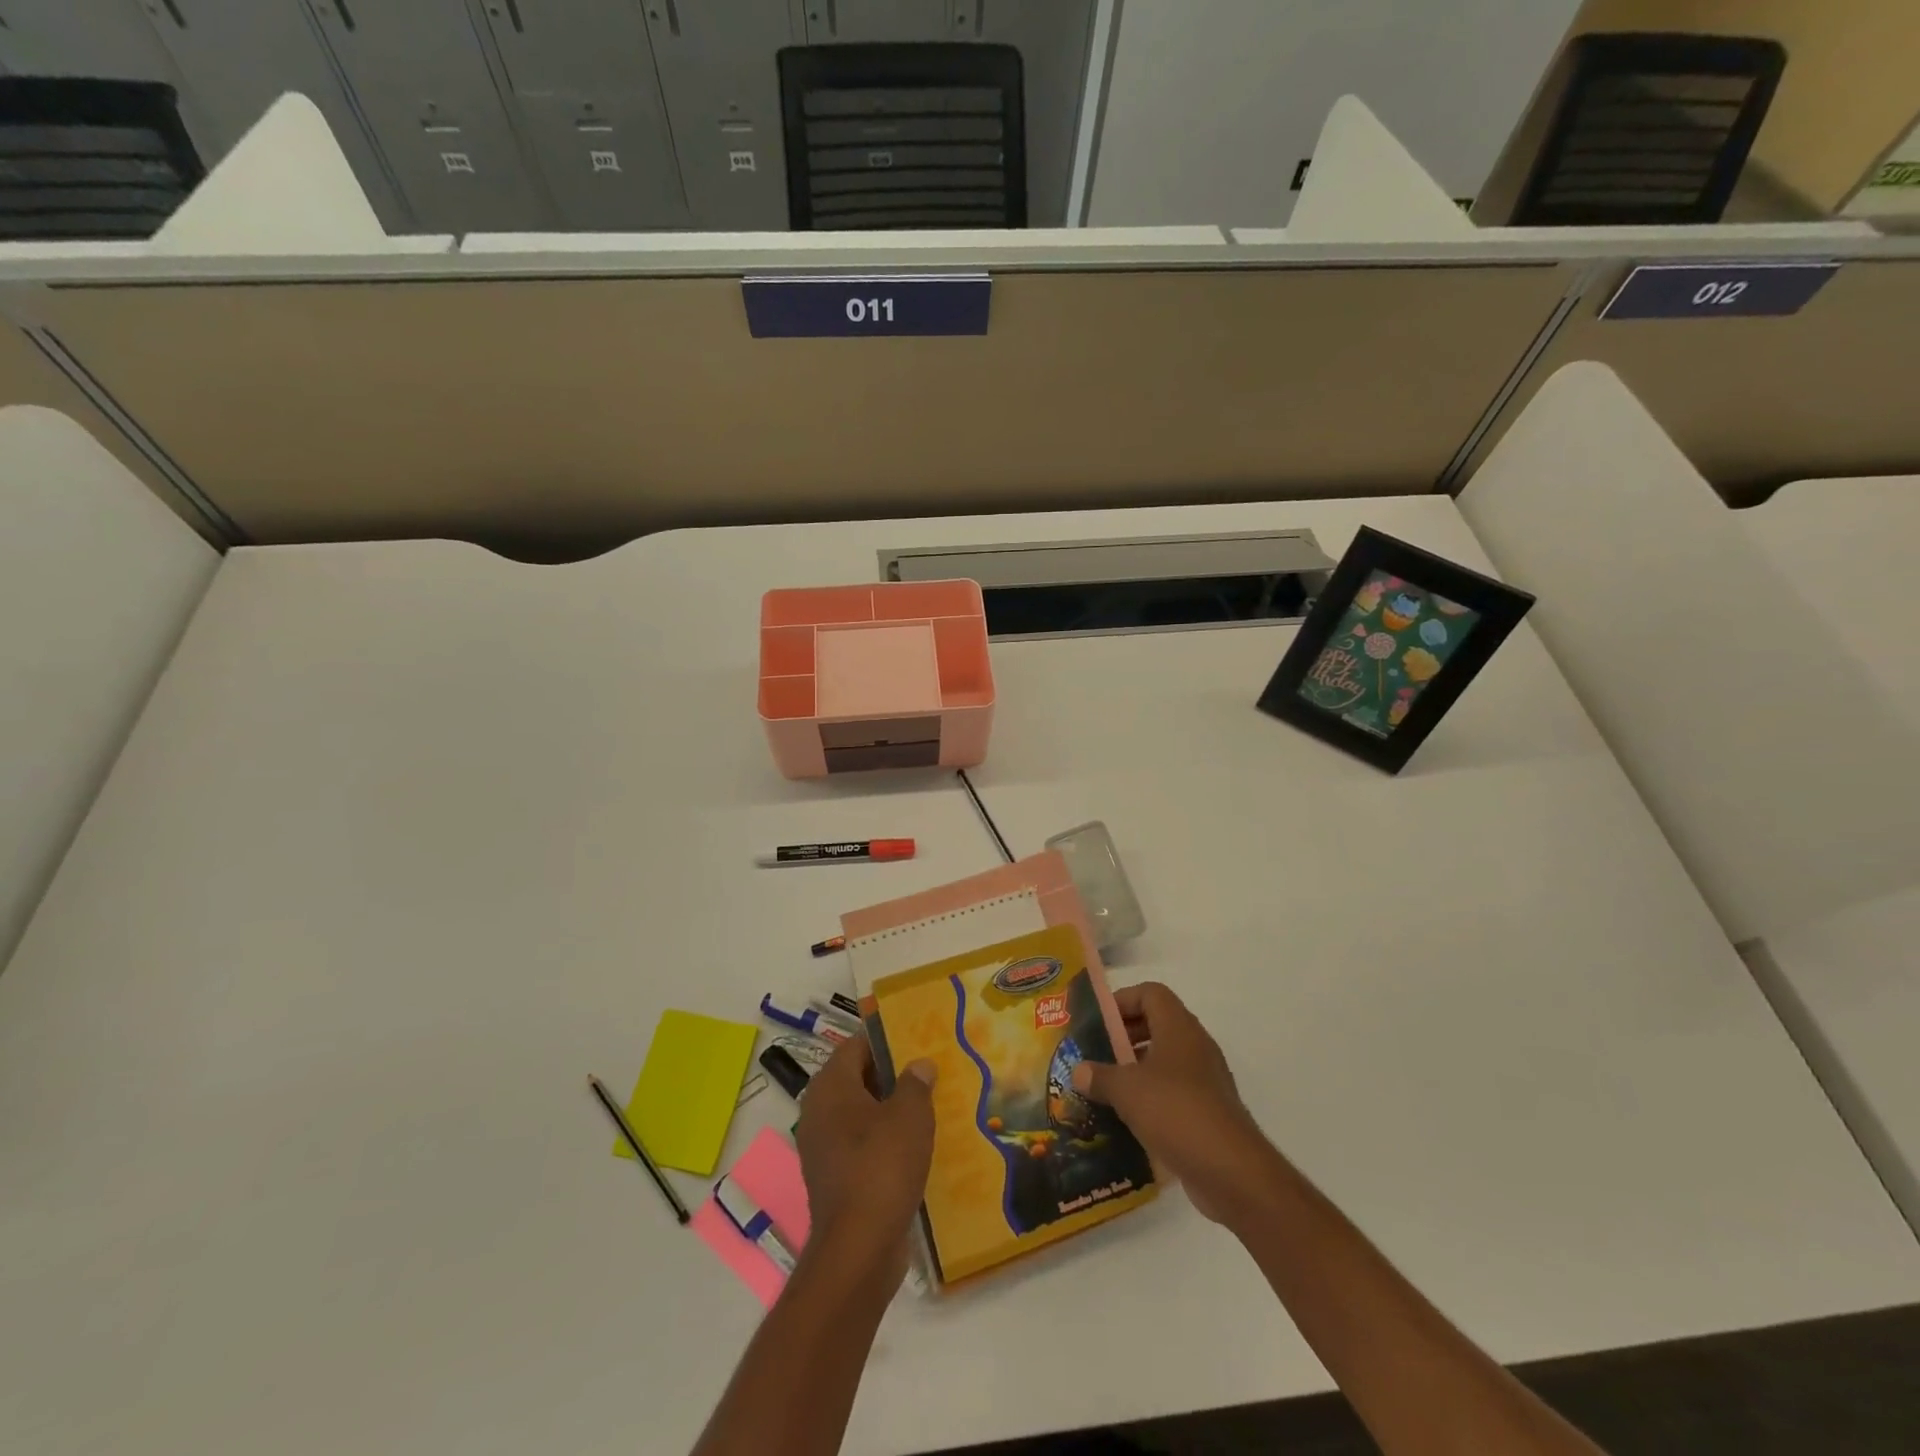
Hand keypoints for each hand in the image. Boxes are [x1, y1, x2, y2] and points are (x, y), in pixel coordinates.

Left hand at [795, 1036, 936, 1278]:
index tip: (917, 1036)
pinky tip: (917, 1144)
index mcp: (830, 1086)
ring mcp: (823, 1147)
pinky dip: (885, 1139)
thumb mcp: (909, 1115)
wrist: (859, 1249)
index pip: (856, 1045)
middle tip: (929, 1068)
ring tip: (930, 1103)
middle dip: (892, 1073)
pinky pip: (862, 1144)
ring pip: (861, 1113)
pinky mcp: (835, 1177)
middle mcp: (819, 1111)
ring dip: (891, 1108)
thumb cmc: (882, 1166)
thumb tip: (919, 1064)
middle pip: (858, 1077)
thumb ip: (915, 1082)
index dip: (886, 1038)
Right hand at [1071, 981, 1272, 1225]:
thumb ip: (1100, 1076)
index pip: (1151, 993)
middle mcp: (1195, 1046)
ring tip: (1105, 1088)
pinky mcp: (1209, 1112)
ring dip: (1136, 1070)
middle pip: (1158, 1025)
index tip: (1098, 1021)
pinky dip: (1151, 1099)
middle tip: (1096, 1053)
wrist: (1231, 1171)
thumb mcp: (1127, 1090)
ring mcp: (1206, 1080)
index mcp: (1179, 1028)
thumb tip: (1078, 1071)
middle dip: (1125, 1036)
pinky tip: (1127, 1120)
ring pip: (1165, 1061)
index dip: (1123, 1000)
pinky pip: (1174, 1093)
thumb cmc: (1176, 1112)